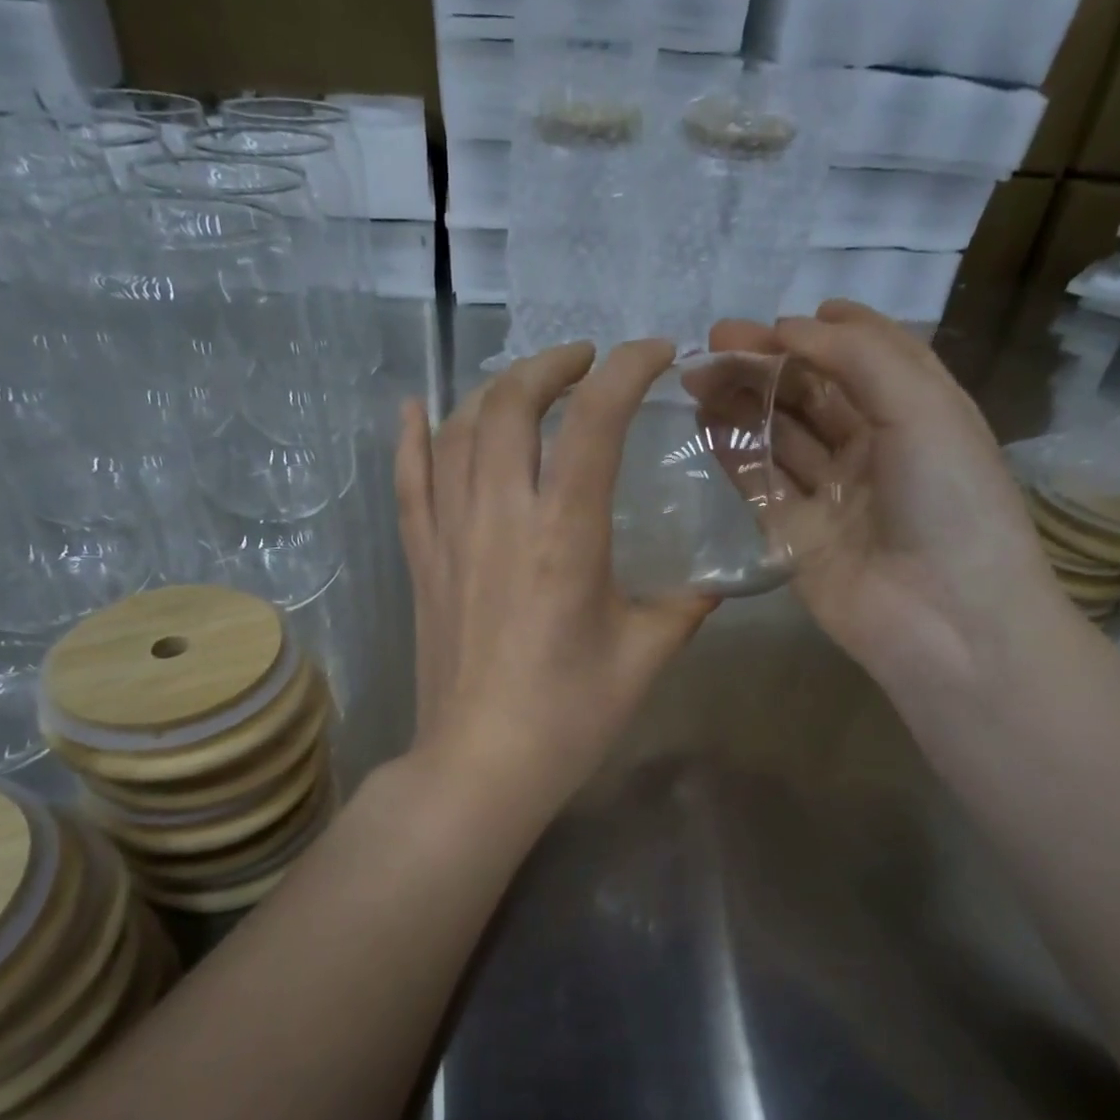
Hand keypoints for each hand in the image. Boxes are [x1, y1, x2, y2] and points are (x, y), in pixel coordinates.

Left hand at [394, 339, 717, 822]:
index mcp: (565, 536)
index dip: (627, 370)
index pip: (594, 420)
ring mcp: (450, 535)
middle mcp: (500, 517)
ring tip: (525, 386)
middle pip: (511, 405)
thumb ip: (684, 608)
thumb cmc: (569, 717)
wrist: (481, 766)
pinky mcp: (422, 561)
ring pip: (457, 431)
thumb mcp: (644, 657)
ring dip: (493, 390)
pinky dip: (412, 436)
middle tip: (585, 363)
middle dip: (550, 365)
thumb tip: (712, 587)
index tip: (656, 354)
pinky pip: (408, 481)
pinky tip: (418, 406)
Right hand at [711, 301, 1069, 695]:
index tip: (778, 319)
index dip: (825, 332)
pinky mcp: (796, 535)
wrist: (943, 617)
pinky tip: (705, 424)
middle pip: (813, 393)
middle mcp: (874, 448)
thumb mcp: (920, 407)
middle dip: (767, 363)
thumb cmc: (948, 501)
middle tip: (713, 341)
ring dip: (743, 402)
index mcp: (917, 411)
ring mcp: (832, 494)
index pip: (867, 355)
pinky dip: (734, 453)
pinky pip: (760, 484)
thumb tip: (791, 328)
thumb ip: (856, 357)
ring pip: (780, 435)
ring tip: (698, 376)